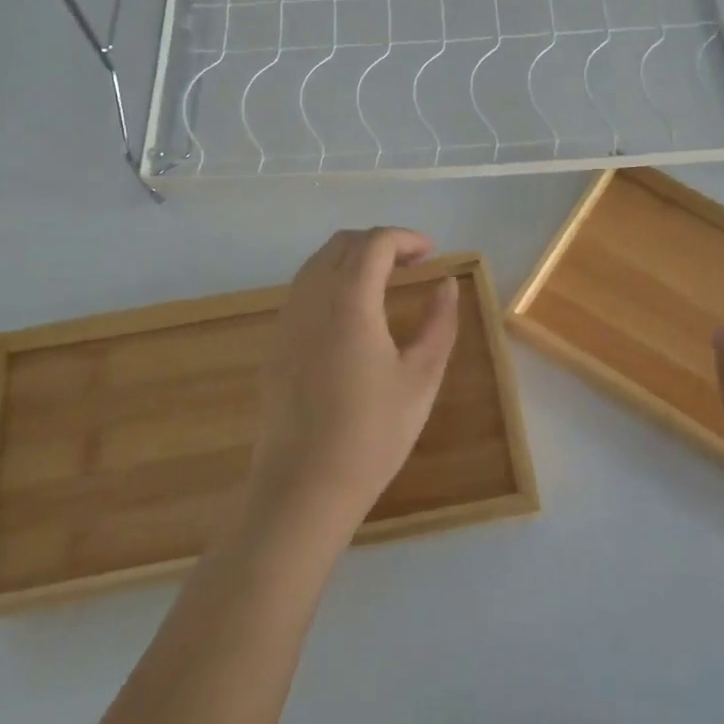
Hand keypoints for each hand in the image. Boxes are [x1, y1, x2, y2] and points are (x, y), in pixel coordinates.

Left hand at [248, 227, 459, 538]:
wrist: (304, 485)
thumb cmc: (372, 434)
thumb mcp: (421, 379)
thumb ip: (439, 324)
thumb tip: (446, 285)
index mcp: (349, 301)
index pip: (375, 243)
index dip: (406, 238)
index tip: (433, 253)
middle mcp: (312, 298)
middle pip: (342, 243)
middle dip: (380, 242)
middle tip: (413, 263)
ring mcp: (288, 319)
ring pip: (318, 263)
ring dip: (353, 258)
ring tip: (386, 281)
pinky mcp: (276, 342)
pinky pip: (304, 289)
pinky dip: (332, 279)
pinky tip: (353, 312)